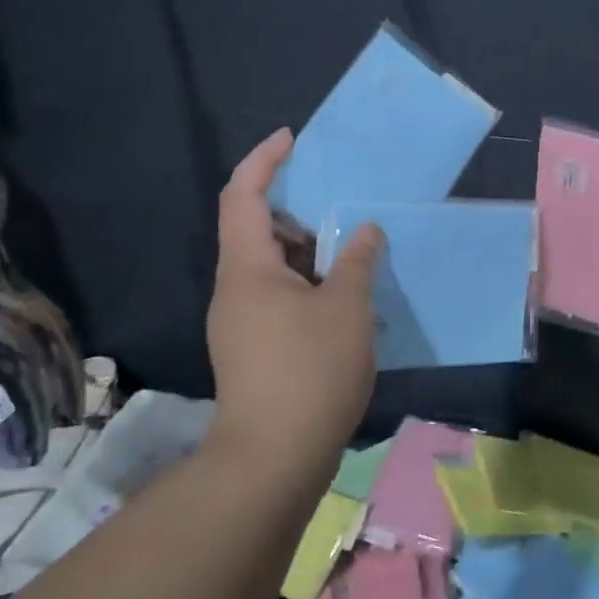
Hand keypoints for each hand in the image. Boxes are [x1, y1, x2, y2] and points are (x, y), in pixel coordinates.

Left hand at [204, 128, 383, 467]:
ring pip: (271, 266)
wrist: (273, 460)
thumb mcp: (346, 307)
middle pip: (256, 229)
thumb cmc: (309, 370)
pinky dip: (307, 281)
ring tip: (351, 244)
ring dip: (307, 249)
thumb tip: (363, 231)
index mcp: (247, 268)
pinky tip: (344, 293)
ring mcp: (241, 322)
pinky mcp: (253, 349)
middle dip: (296, 208)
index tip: (292, 138)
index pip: (243, 195)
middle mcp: (235, 288)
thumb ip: (355, 260)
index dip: (264, 160)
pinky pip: (279, 295)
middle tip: (340, 199)